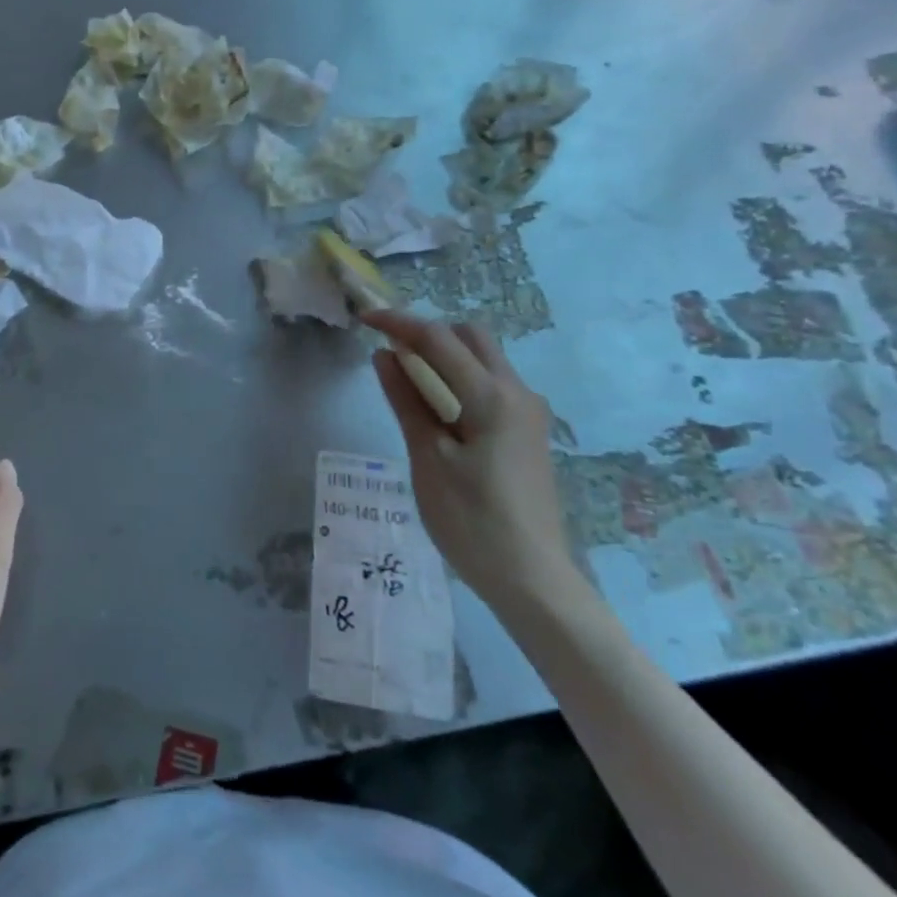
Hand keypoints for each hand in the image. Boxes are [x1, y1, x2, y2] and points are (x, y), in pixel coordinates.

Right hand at [363, 313, 581, 612]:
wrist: (532, 578)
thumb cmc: (471, 520)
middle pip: (471, 338)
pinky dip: (459, 378)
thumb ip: (406, 401)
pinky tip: (436, 405)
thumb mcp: (428, 458)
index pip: (439, 340)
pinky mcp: (528, 432)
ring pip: (484, 359)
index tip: (364, 318)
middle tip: (388, 348)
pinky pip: (491, 384)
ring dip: (445, 355)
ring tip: (405, 375)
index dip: (399, 323)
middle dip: (428, 332)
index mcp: (492, 396)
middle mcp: (518, 393)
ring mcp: (529, 413)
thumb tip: (385, 356)